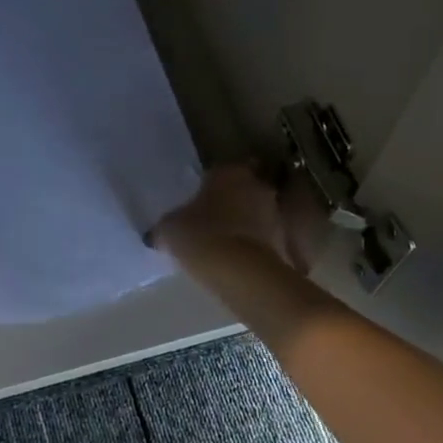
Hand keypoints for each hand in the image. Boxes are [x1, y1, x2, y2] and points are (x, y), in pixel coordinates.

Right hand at [151, 162, 322, 272]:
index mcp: (229, 172)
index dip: (211, 185)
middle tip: (213, 220)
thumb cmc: (199, 235)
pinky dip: (255, 247)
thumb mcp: (169, 229)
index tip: (201, 199)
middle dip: (233, 202)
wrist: (238, 271)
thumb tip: (157, 234)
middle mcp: (257, 186)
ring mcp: (275, 213)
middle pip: (245, 190)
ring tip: (225, 244)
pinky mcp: (285, 241)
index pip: (221, 170)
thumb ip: (167, 226)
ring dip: (246, 225)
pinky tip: (238, 262)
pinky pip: (265, 240)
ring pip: (258, 214)